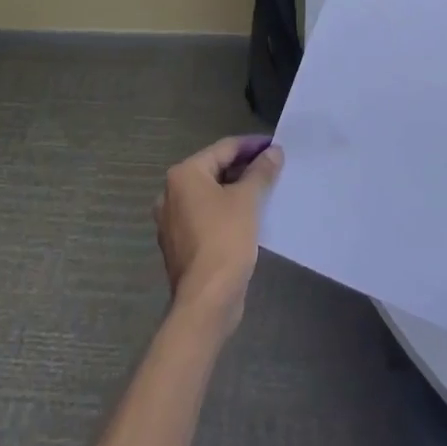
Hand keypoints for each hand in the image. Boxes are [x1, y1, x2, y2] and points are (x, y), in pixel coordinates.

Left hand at [153, 136, 282, 338]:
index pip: (223, 148)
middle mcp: (171, 193)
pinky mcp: (180, 243)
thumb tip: (273, 152)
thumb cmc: (225, 240)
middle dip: (244, 168)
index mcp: (184, 174)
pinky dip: (225, 211)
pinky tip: (248, 216)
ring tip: (265, 190)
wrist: (206, 300)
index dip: (252, 145)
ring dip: (236, 190)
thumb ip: (261, 172)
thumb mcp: (248, 200)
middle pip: (214, 170)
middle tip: (273, 167)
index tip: (275, 145)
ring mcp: (172, 220)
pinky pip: (206, 216)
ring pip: (210, 195)